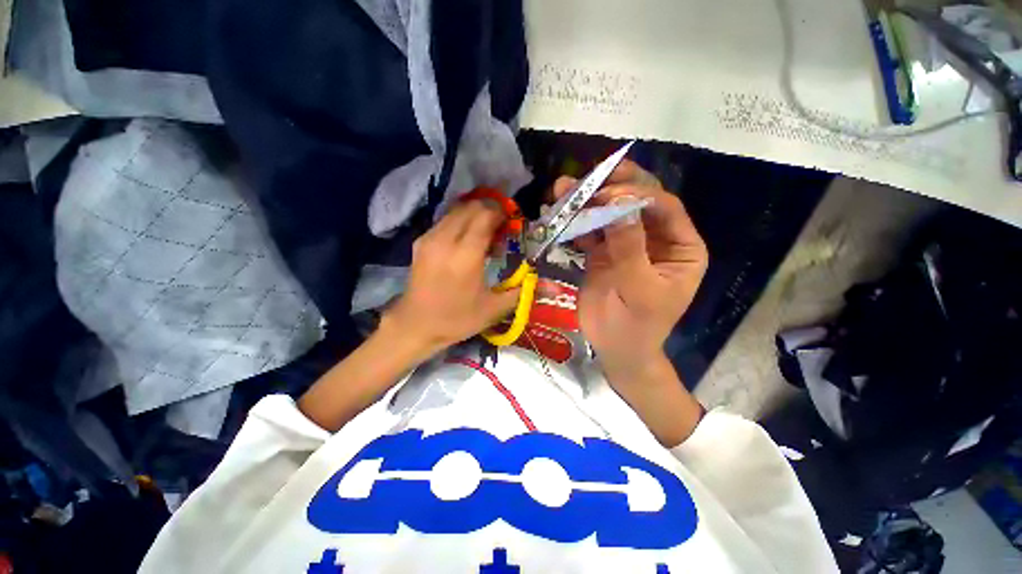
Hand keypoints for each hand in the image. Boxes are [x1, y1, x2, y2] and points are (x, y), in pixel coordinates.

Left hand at [384, 200, 519, 354]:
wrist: (416, 325)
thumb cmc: (457, 319)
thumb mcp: (494, 309)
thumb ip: (520, 290)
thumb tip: (542, 279)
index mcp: (466, 256)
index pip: (486, 216)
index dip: (502, 214)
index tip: (512, 222)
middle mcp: (446, 240)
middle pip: (471, 208)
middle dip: (490, 210)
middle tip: (501, 227)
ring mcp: (430, 238)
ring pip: (457, 210)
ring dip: (474, 215)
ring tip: (484, 233)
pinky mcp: (421, 242)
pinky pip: (445, 220)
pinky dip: (461, 222)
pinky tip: (466, 240)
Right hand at [554, 160, 707, 375]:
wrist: (615, 349)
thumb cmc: (637, 325)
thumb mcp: (640, 290)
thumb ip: (630, 249)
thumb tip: (618, 207)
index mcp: (680, 247)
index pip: (664, 207)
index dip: (637, 194)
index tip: (606, 195)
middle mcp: (655, 239)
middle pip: (638, 202)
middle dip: (613, 187)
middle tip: (588, 177)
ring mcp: (627, 243)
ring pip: (610, 213)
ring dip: (588, 201)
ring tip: (563, 189)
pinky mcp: (603, 252)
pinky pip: (591, 231)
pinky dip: (576, 222)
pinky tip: (560, 214)